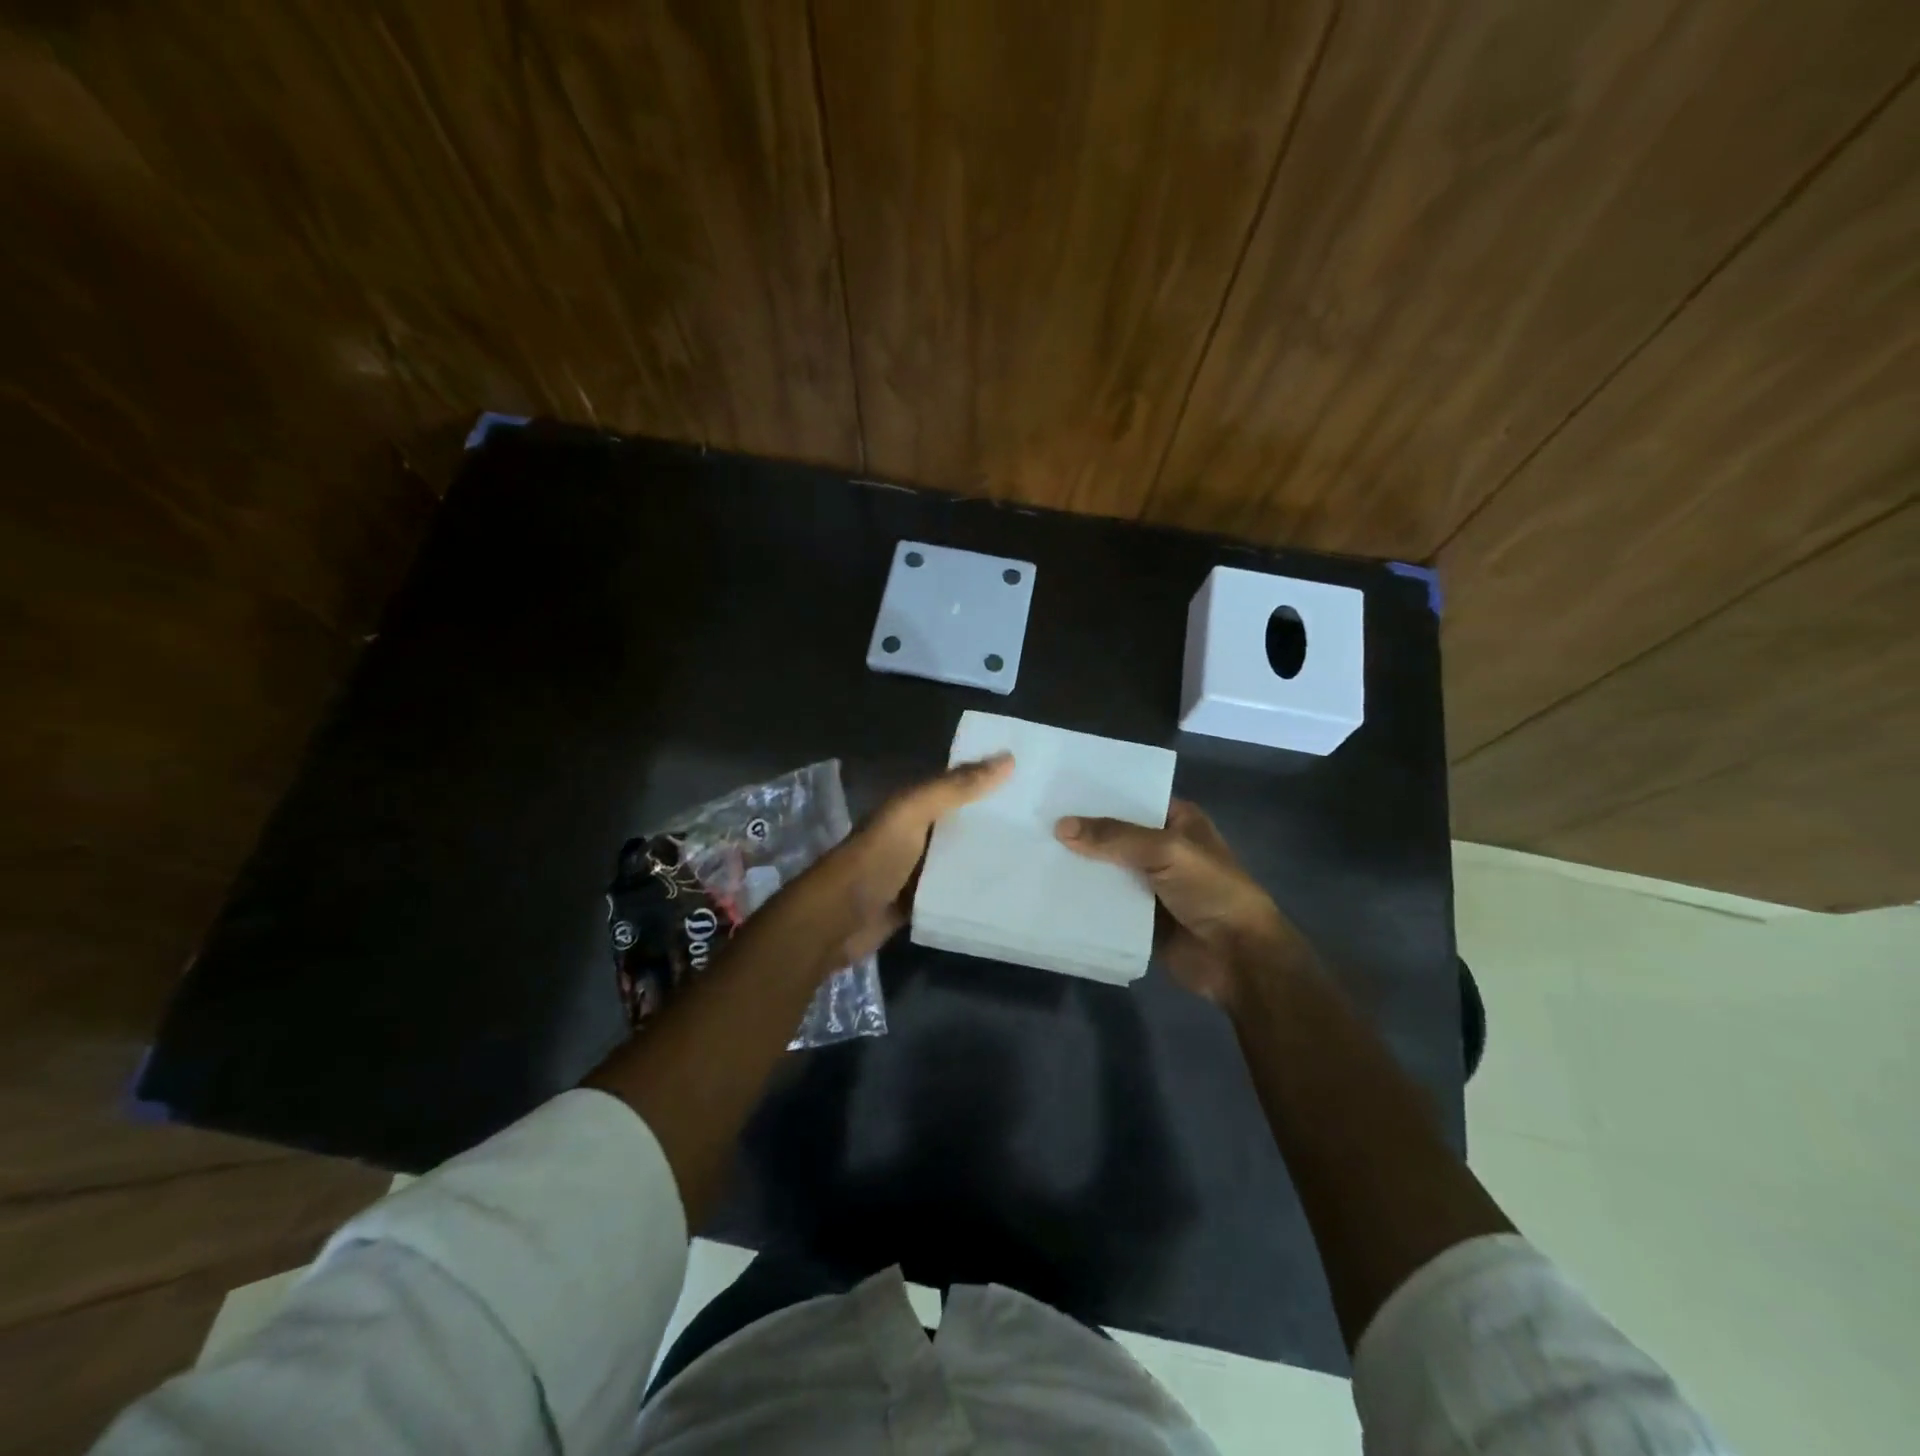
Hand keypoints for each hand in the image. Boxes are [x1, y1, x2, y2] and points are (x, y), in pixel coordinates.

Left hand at [753, 754, 1014, 972]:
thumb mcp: (912, 813)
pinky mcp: (915, 905)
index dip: (987, 780)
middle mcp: (912, 835)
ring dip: (985, 857)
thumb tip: (1008, 758)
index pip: (954, 786)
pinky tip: (1006, 892)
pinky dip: (971, 891)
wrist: (836, 920)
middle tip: (1044, 823)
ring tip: (1037, 856)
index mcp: (908, 806)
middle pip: (958, 823)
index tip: (1032, 779)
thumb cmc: (874, 858)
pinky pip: (950, 893)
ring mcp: (913, 872)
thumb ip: (954, 787)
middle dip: (992, 821)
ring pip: (956, 859)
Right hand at [1056, 800, 1311, 1008]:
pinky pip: (1105, 903)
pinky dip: (1083, 898)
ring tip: (1032, 851)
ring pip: (1106, 869)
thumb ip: (1115, 837)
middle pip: (1114, 835)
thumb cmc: (1212, 891)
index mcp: (1178, 821)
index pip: (1132, 798)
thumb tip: (1061, 827)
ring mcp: (1149, 884)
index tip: (1057, 788)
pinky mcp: (1138, 917)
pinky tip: (1048, 889)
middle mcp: (1162, 848)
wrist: (1237, 958)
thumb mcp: (1166, 851)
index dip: (1099, 795)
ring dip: (1078, 866)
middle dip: (1081, 831)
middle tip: (1034, 819)